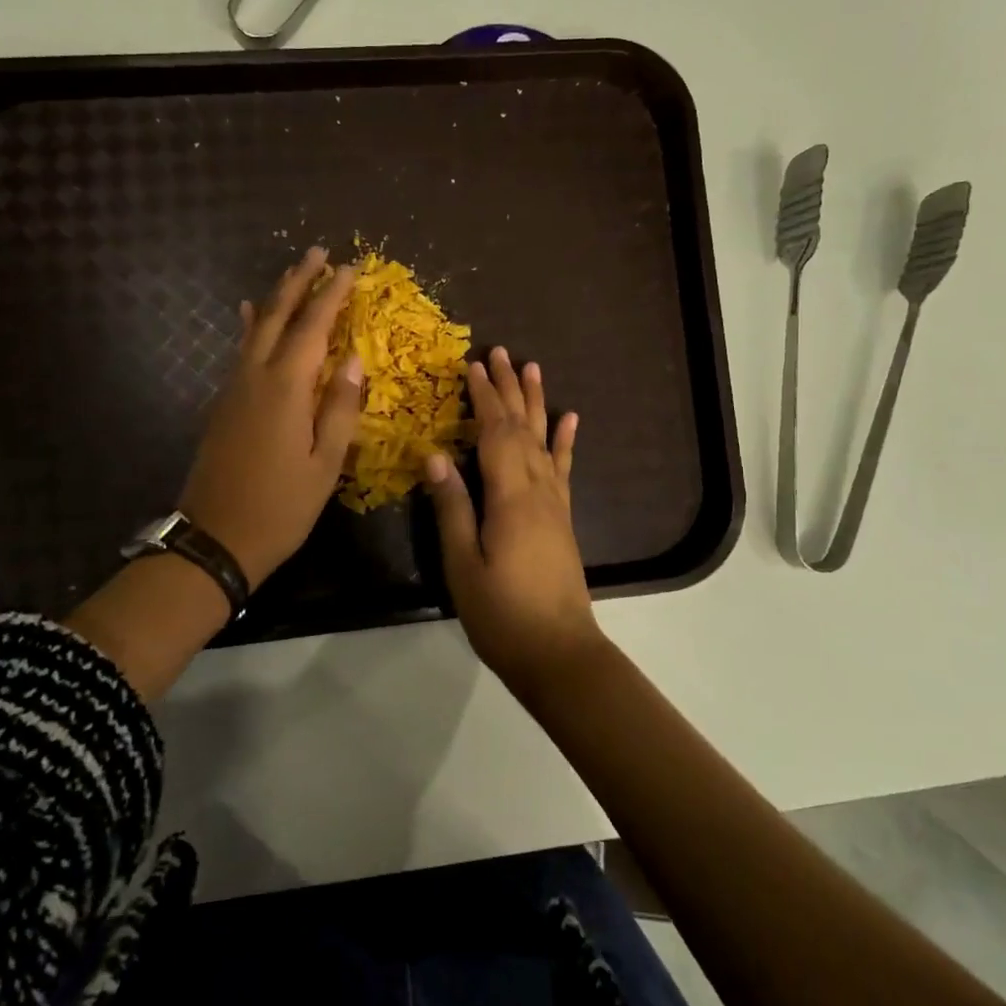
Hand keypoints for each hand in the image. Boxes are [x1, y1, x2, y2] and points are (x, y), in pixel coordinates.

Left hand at [181, 246, 362, 584]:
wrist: (215, 538)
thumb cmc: (281, 507)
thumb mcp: (324, 464)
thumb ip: (340, 408)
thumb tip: (354, 360)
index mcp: (286, 388)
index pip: (313, 327)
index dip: (333, 294)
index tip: (350, 267)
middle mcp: (256, 377)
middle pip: (277, 315)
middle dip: (299, 281)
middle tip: (318, 252)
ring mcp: (234, 388)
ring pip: (256, 328)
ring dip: (276, 297)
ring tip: (293, 273)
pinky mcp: (224, 403)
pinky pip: (241, 350)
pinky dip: (251, 325)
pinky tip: (249, 314)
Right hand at [425, 347, 600, 686]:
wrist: (559, 654)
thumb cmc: (503, 615)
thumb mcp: (464, 566)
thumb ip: (453, 508)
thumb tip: (435, 455)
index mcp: (510, 497)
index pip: (496, 434)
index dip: (484, 397)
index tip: (472, 365)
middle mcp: (538, 490)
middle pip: (522, 427)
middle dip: (509, 388)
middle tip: (500, 351)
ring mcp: (555, 503)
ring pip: (545, 440)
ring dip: (537, 402)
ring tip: (532, 368)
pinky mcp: (562, 518)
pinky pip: (564, 469)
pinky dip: (566, 441)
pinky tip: (570, 419)